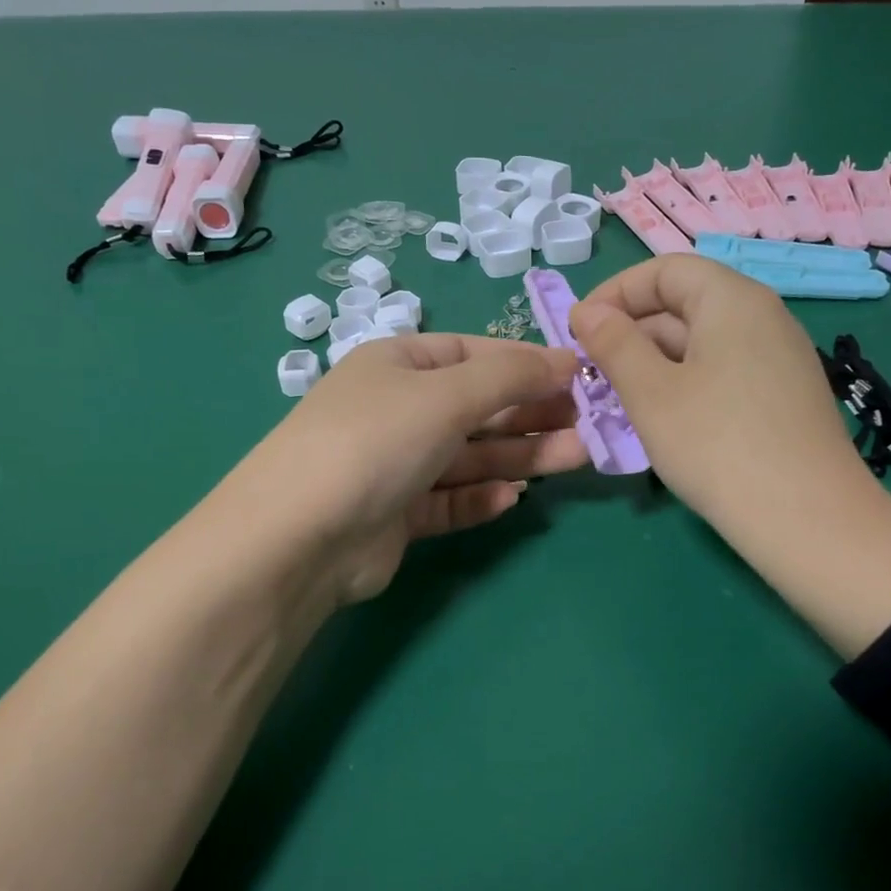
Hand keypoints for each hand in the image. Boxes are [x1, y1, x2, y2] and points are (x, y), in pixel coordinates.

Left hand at [221, 334, 586, 604]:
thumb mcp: (447, 394)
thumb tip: (567, 359)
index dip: (528, 362)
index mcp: (399, 363)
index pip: (475, 353)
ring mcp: (395, 464)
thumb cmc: (376, 441)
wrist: (299, 537)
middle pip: (478, 406)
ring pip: (470, 456)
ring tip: (576, 459)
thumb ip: (511, 376)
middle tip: (590, 424)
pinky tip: (512, 500)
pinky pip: (449, 499)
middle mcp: (397, 409)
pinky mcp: (397, 515)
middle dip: (533, 413)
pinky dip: (480, 497)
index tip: (580, 376)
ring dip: (519, 457)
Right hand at [568, 255, 860, 530]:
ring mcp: (780, 359)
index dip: (615, 292)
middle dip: (631, 332)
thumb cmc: (717, 445)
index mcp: (732, 299)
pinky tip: (665, 422)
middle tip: (592, 374)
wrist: (808, 521)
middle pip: (685, 303)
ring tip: (619, 401)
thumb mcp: (651, 393)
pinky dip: (685, 384)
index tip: (578, 331)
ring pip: (702, 343)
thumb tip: (588, 312)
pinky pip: (724, 372)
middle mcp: (763, 317)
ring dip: (654, 363)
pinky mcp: (785, 397)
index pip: (664, 270)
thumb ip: (614, 344)